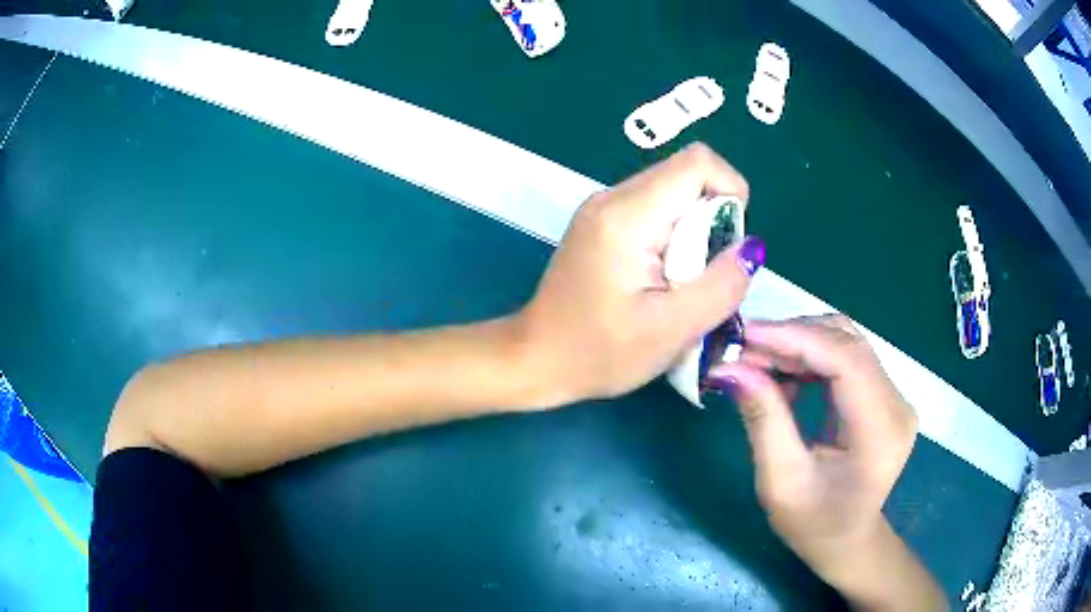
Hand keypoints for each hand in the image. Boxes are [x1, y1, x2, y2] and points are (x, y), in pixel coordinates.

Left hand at [514, 143, 762, 406]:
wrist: (535, 360)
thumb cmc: (598, 353)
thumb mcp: (671, 330)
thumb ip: (721, 286)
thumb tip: (751, 246)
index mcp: (627, 215)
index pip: (698, 163)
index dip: (731, 191)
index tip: (731, 242)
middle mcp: (612, 198)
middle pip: (685, 177)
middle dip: (714, 219)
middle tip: (705, 275)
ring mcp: (603, 208)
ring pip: (672, 194)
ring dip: (695, 233)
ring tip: (683, 283)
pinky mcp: (601, 224)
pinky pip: (655, 212)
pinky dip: (674, 239)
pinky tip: (663, 280)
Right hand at [709, 316, 942, 609]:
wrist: (848, 542)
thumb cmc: (815, 525)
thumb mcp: (781, 483)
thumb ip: (763, 421)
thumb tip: (731, 369)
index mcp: (880, 429)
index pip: (845, 359)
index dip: (796, 338)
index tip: (746, 334)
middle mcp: (896, 402)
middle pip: (847, 342)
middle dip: (792, 337)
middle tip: (743, 349)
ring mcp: (893, 395)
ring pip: (845, 342)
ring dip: (799, 343)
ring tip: (757, 360)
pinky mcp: (882, 395)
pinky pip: (845, 358)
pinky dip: (810, 357)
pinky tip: (784, 374)